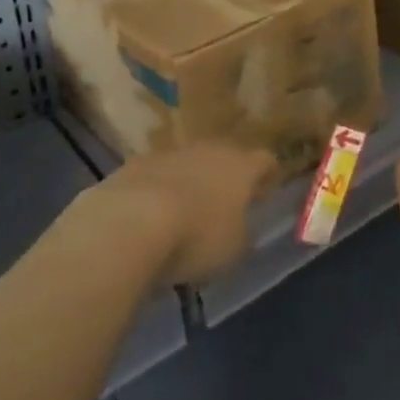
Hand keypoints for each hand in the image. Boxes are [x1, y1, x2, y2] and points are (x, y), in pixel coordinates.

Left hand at [98, 141, 277, 286]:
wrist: (131, 222)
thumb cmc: (197, 237)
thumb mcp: (234, 249)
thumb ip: (243, 234)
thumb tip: (243, 228)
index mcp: (241, 166)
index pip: (265, 160)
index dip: (267, 176)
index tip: (265, 193)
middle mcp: (209, 150)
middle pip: (225, 157)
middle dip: (226, 177)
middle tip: (224, 204)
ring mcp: (171, 153)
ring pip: (189, 164)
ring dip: (190, 182)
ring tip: (183, 214)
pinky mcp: (137, 164)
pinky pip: (157, 176)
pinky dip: (158, 191)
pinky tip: (149, 218)